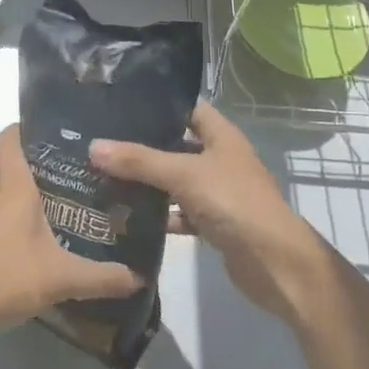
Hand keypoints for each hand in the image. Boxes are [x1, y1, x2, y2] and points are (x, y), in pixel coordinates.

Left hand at [0, 124, 144, 335]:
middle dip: (21, 159)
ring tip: (44, 204)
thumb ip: (100, 278)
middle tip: (55, 170)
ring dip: (9, 189)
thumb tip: (138, 278)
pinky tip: (22, 241)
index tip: (50, 133)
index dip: (23, 129)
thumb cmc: (3, 278)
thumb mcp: (60, 280)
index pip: (9, 139)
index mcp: (13, 188)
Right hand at [90, 102, 332, 325]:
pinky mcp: (213, 223)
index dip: (157, 105)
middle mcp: (220, 158)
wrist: (275, 263)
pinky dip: (158, 215)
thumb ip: (139, 161)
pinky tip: (127, 218)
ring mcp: (217, 192)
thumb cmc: (234, 203)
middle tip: (101, 144)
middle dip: (142, 147)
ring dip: (147, 182)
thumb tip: (93, 147)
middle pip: (176, 145)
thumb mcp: (183, 175)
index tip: (118, 105)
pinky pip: (179, 212)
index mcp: (221, 135)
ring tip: (103, 177)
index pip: (186, 108)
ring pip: (175, 181)